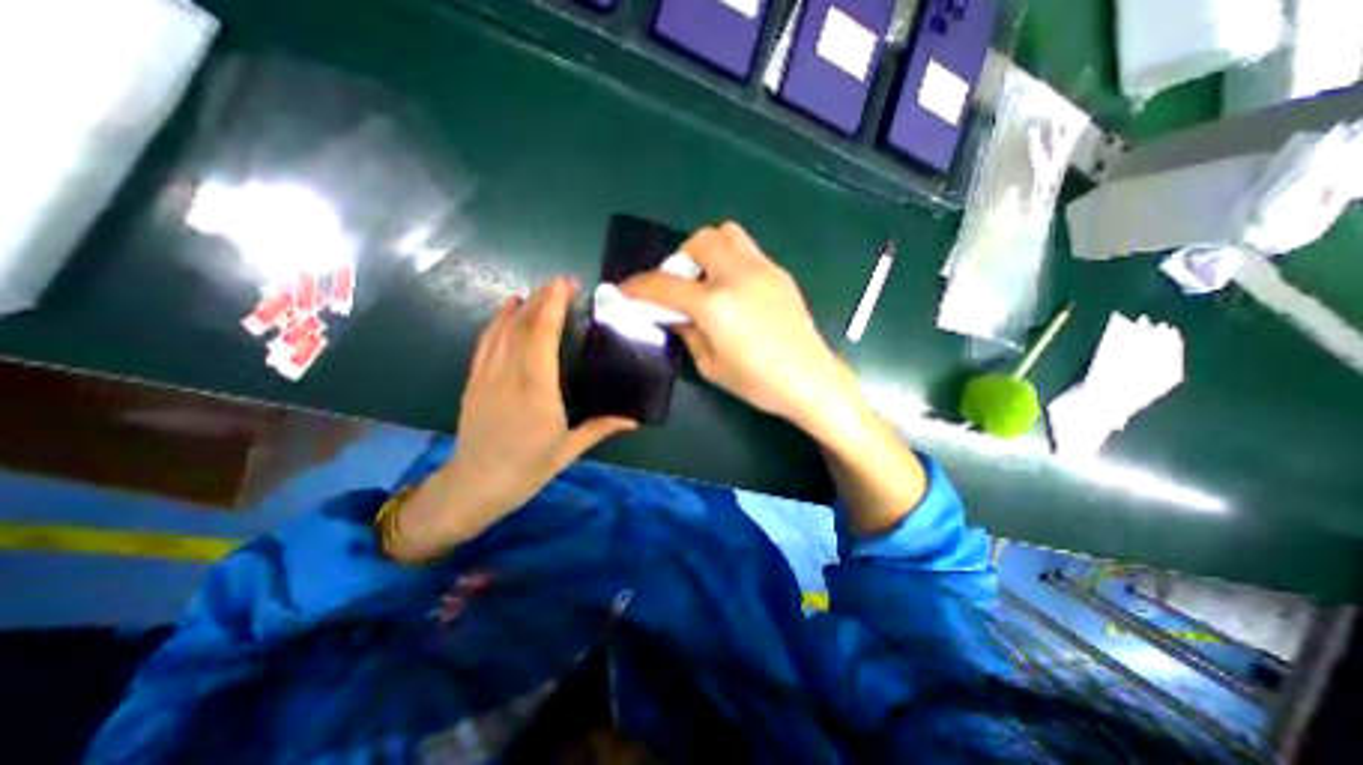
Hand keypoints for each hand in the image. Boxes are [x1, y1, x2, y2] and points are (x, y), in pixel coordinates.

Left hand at [388, 278, 633, 557]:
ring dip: (522, 306)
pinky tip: (507, 308)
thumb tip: (634, 420)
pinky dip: (497, 321)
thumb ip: (601, 428)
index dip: (552, 306)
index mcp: (537, 390)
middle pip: (523, 326)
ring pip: (504, 329)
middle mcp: (510, 375)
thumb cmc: (528, 468)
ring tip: (540, 290)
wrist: (475, 485)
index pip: (542, 336)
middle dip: (542, 298)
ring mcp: (488, 375)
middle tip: (562, 282)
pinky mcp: (475, 380)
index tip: (565, 285)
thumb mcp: (569, 450)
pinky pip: (486, 342)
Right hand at [625, 220, 924, 531]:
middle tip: (679, 285)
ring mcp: (762, 268)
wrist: (809, 379)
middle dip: (679, 259)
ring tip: (707, 278)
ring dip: (706, 249)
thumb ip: (687, 332)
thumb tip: (674, 314)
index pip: (664, 285)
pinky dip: (729, 258)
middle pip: (698, 241)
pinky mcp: (779, 272)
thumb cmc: (757, 382)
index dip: (638, 287)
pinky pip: (747, 248)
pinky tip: (733, 287)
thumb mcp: (710, 365)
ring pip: (726, 233)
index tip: (625, 290)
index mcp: (715, 305)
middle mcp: (737, 275)